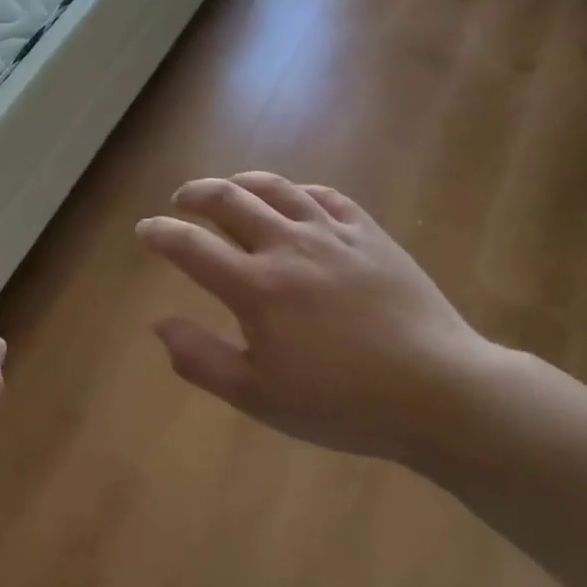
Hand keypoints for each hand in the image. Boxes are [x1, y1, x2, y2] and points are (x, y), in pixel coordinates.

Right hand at [136, 173, 507, 464]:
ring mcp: (332, 235)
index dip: (160, 233)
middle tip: (181, 201)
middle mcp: (288, 247)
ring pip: (276, 188)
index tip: (145, 230)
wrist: (441, 394)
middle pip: (228, 200)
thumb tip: (159, 324)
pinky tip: (294, 200)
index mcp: (256, 288)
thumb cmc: (343, 403)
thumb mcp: (260, 397)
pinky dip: (298, 192)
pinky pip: (326, 197)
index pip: (190, 246)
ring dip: (242, 183)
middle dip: (195, 195)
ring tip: (228, 189)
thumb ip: (201, 359)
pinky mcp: (370, 235)